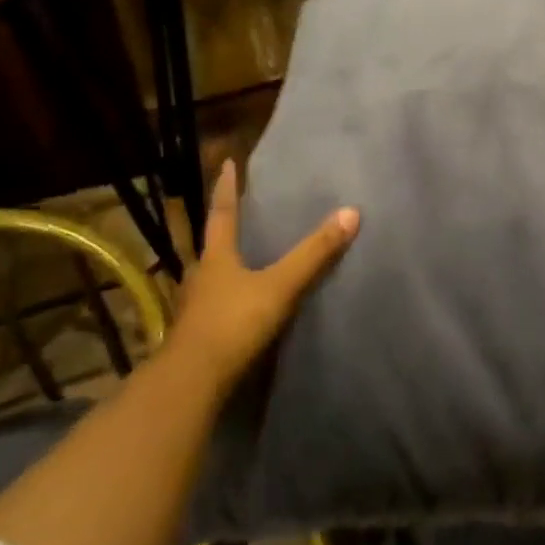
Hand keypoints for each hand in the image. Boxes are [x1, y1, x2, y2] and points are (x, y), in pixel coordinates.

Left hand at [167, 160, 358, 392]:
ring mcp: (196, 307)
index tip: (226, 163)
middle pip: (212, 244)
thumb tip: (351, 212)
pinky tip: (239, 303)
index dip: (225, 188)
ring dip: (224, 264)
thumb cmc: (233, 323)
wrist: (193, 382)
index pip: (221, 213)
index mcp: (217, 258)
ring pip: (211, 276)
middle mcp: (201, 276)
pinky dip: (228, 296)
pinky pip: (215, 304)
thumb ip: (314, 253)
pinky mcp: (198, 334)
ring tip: (241, 258)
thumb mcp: (280, 286)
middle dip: (223, 227)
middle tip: (238, 212)